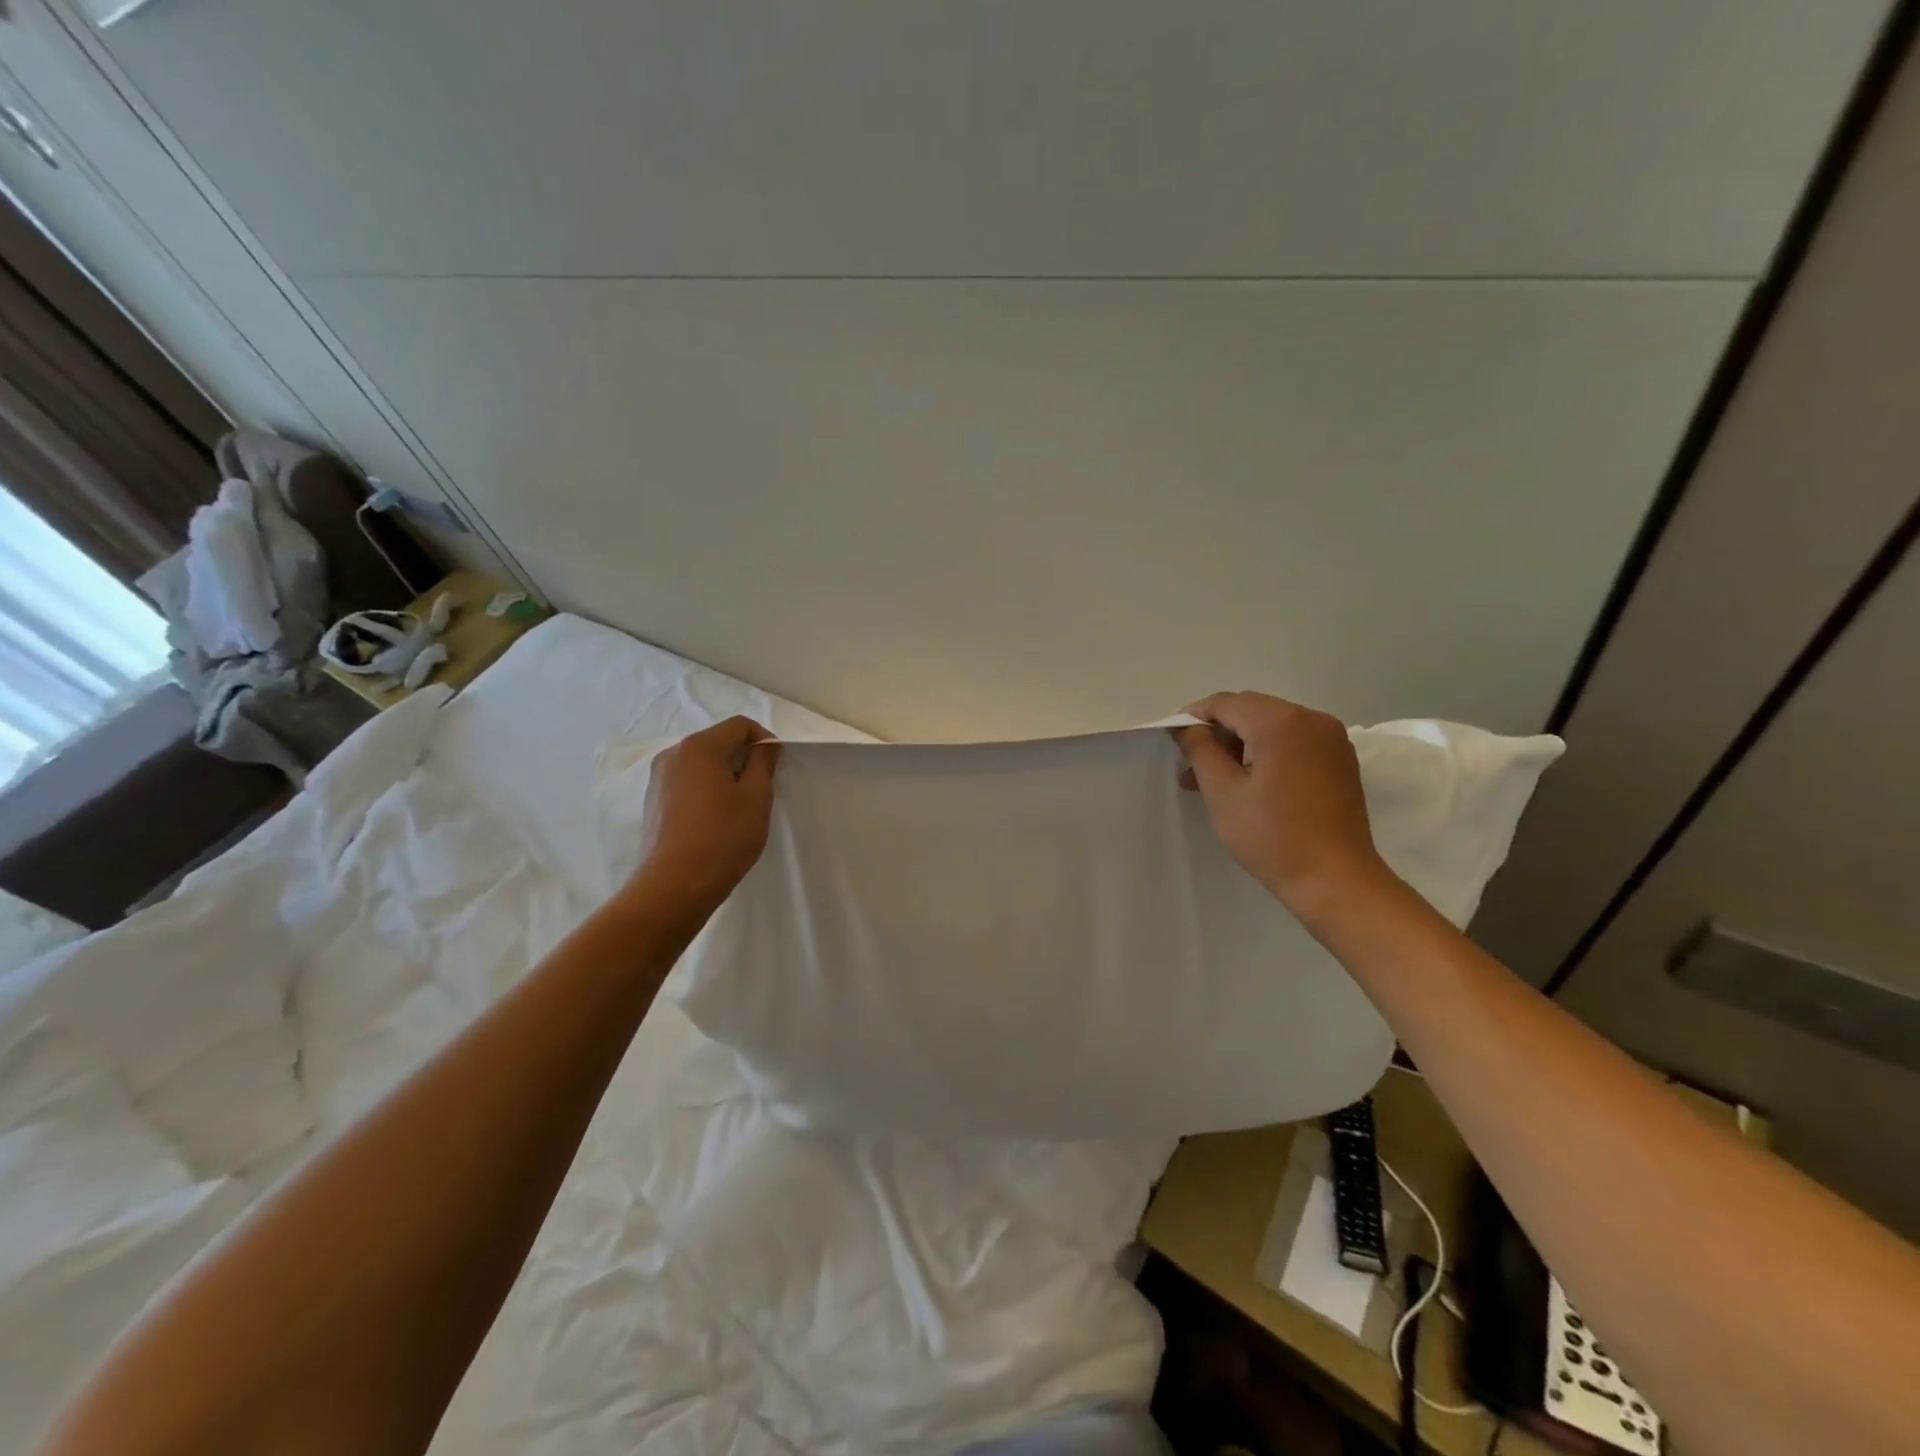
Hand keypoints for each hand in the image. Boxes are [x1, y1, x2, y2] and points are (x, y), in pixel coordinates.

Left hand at [631, 716, 781, 915]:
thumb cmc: (723, 836)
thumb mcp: (756, 797)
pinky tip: (714, 820)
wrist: (675, 885)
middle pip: (717, 742)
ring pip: (700, 764)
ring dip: (724, 776)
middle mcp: (673, 754)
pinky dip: (705, 791)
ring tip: (738, 807)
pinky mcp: (653, 803)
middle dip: (743, 758)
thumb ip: (763, 763)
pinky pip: (686, 783)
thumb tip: (764, 746)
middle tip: (761, 789)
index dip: (764, 740)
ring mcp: (658, 779)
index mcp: (699, 746)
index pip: (740, 725)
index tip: (776, 766)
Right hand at [1173, 691, 1392, 923]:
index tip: (1173, 740)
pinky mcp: (1340, 760)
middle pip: (1251, 710)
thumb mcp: (1223, 793)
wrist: (1336, 881)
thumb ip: (1199, 750)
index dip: (1194, 717)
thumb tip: (1186, 727)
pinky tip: (1249, 782)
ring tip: (1214, 779)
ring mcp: (1331, 739)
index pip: (1226, 703)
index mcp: (1281, 722)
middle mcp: (1312, 719)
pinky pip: (1294, 741)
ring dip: (1240, 744)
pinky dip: (1267, 752)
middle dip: (1218, 732)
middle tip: (1190, 765)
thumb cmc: (1272, 837)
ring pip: (1272, 726)